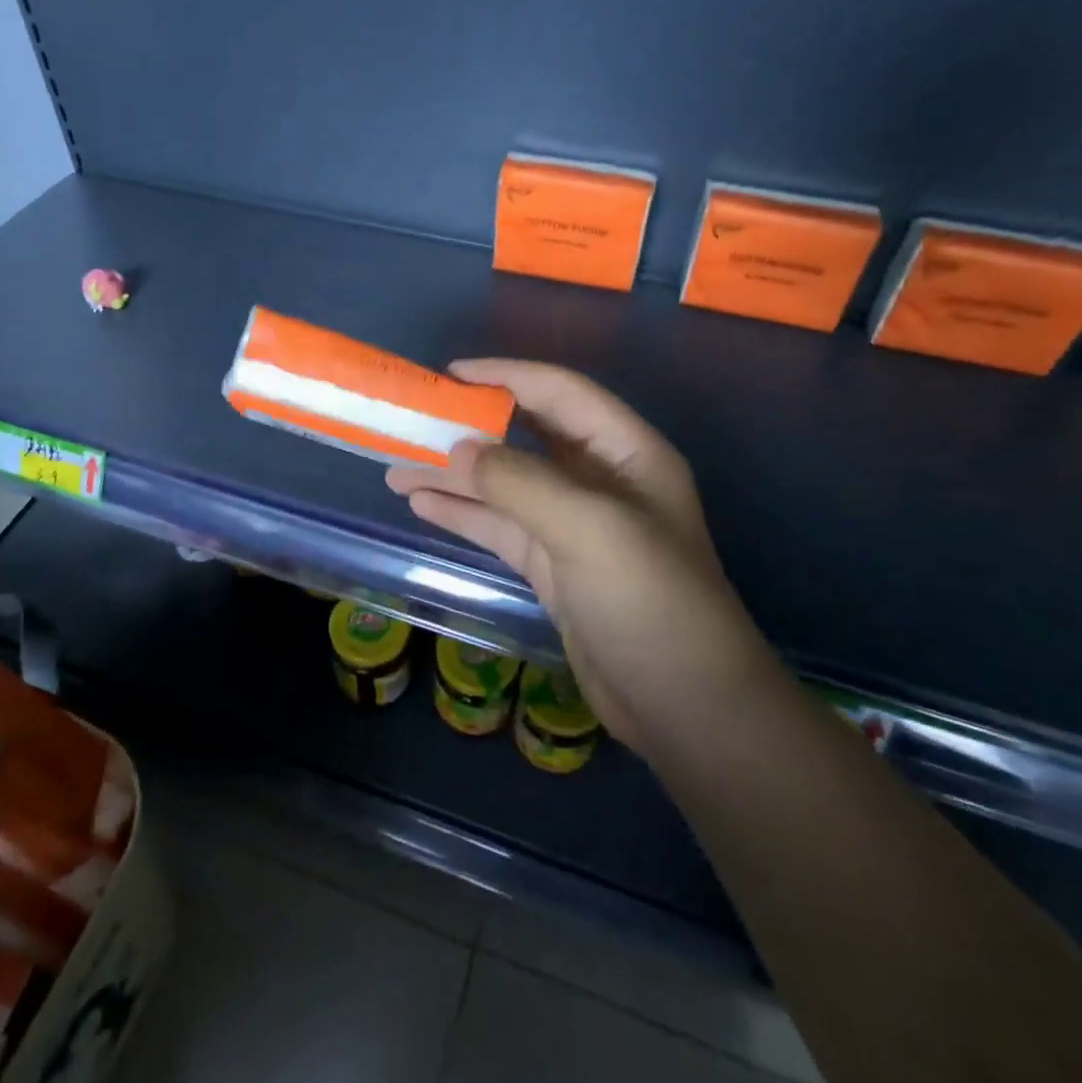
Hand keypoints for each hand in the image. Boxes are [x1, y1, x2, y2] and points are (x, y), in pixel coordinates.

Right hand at [386, 360, 779, 753]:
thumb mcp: (590, 528)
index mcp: (626, 452)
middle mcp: (600, 480)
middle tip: (413, 421)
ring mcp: (575, 526)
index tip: (449, 375)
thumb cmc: (651, 601)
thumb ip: (520, 483)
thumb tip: (457, 450)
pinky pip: (501, 526)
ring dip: (455, 475)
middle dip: (472, 427)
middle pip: (527, 436)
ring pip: (506, 484)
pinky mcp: (554, 566)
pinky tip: (422, 504)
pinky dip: (463, 514)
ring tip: (396, 467)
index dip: (506, 376)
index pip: (560, 393)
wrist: (685, 707)